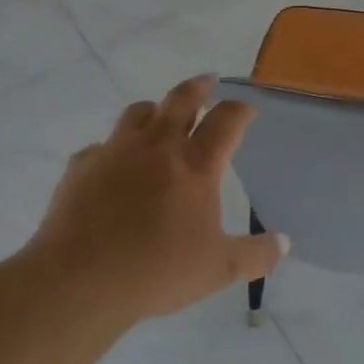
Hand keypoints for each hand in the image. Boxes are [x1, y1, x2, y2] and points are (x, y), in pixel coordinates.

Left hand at [28, 75, 286, 322]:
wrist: (78, 281)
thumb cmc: (157, 271)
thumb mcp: (219, 269)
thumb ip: (256, 254)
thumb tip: (284, 244)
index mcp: (196, 164)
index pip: (227, 119)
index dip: (241, 109)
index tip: (248, 108)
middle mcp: (158, 146)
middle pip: (182, 98)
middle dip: (199, 87)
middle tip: (208, 82)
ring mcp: (116, 151)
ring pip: (139, 111)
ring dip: (155, 110)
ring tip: (160, 116)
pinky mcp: (82, 167)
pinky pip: (100, 147)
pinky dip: (113, 150)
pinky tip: (112, 167)